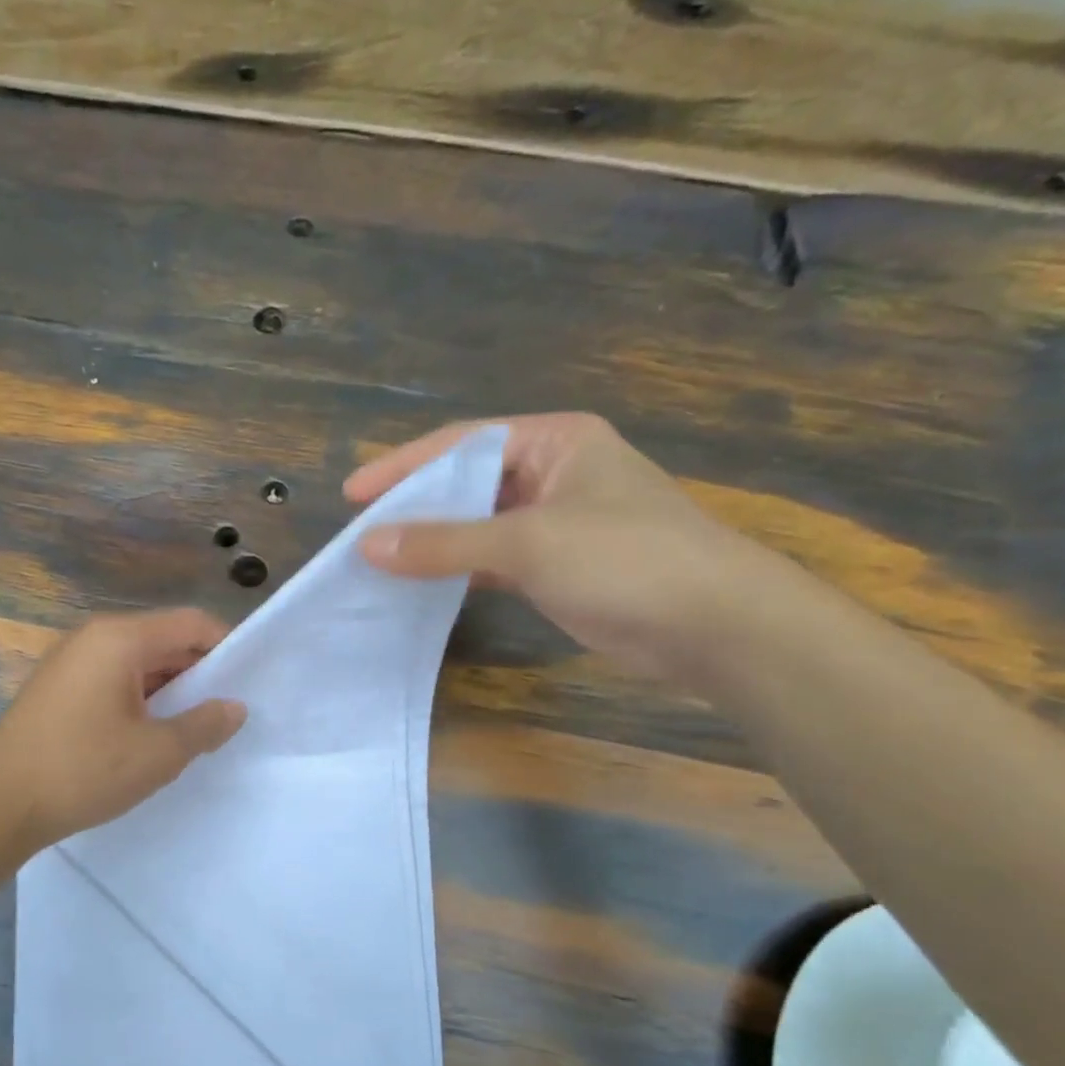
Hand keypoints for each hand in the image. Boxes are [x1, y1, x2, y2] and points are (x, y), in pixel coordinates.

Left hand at [0, 609, 246, 850]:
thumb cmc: (83, 771)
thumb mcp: (158, 753)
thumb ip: (205, 725)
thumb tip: (235, 708)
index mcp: (119, 639)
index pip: (191, 623)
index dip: (226, 647)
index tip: (248, 683)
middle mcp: (93, 637)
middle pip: (163, 639)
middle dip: (198, 673)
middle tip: (224, 713)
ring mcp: (69, 661)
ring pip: (137, 662)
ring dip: (169, 689)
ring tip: (192, 729)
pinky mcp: (56, 687)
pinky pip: (112, 679)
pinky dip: (139, 698)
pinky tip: (148, 735)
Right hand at [347, 413, 779, 681]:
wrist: (711, 624)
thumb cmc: (623, 559)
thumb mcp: (526, 542)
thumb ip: (444, 543)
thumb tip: (368, 545)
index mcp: (554, 441)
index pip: (462, 443)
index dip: (403, 466)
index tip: (352, 494)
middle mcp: (553, 472)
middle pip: (467, 482)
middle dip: (415, 505)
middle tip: (362, 531)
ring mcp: (555, 522)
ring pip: (477, 524)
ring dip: (433, 541)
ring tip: (380, 559)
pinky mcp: (556, 566)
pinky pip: (491, 559)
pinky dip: (456, 570)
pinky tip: (421, 584)